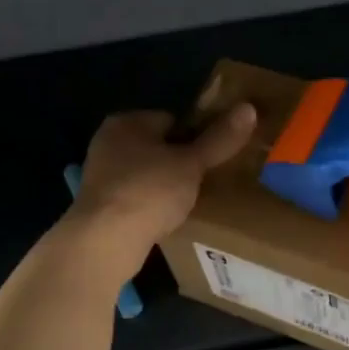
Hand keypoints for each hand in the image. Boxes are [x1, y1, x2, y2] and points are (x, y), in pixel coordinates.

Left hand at [66, 106, 256, 264]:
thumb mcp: (191, 164)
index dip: (195, 136)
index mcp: (126, 122)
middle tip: (205, 180)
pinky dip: (151, 205)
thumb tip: (249, 108)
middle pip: (158, 146)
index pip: (171, 119)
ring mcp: (100, 175)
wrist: (104, 242)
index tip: (211, 157)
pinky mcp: (99, 205)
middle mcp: (108, 142)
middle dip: (180, 162)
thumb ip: (219, 138)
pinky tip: (166, 218)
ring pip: (147, 173)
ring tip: (189, 202)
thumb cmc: (149, 191)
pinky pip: (136, 197)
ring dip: (165, 185)